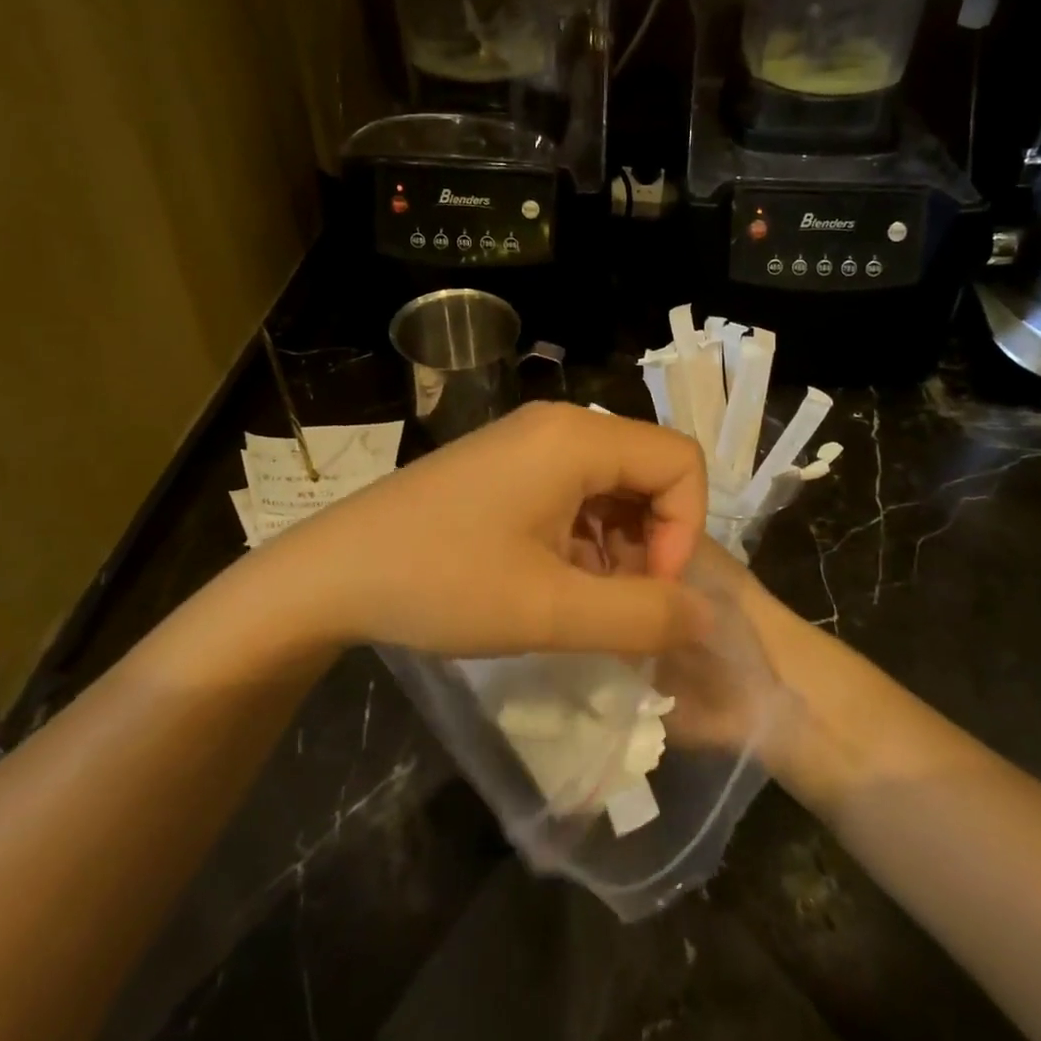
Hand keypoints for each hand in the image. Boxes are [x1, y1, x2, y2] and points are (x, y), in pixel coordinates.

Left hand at [260, 404, 713, 657]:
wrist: (331, 573)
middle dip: (653, 540)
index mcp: (576, 437)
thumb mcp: (549, 610)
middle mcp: (558, 424)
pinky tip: (555, 582)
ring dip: (619, 544)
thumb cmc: (441, 582)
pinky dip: (585, 537)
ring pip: (612, 484)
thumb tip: (709, 615)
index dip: (683, 530)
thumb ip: (642, 615)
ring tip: (584, 602)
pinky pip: (574, 490)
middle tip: (619, 605)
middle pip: (648, 470)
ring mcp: (527, 442)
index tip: (648, 591)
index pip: (679, 462)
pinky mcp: (505, 465)